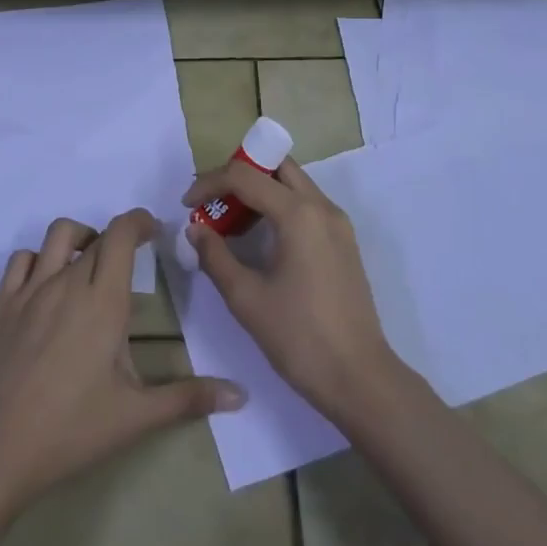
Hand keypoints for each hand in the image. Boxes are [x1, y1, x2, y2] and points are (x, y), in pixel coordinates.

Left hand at [0, 210, 244, 510]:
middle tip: (131, 260)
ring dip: (79, 238)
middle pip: (96, 235)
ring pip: (57, 236)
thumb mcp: (136, 416)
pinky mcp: (2, 304)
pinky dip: (39, 259)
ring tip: (89, 263)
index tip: (154, 232)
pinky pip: (21, 260)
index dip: (140, 221)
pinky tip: (46, 284)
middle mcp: (69, 281)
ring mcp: (31, 290)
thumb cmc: (71, 430)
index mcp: (104, 299)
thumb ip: (189, 398)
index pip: (123, 233)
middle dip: (118, 238)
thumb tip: (241, 395)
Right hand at [182, 159, 403, 419]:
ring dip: (260, 189)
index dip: (210, 183)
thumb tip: (195, 229)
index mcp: (299, 213)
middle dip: (239, 175)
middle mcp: (322, 206)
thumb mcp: (246, 299)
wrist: (360, 379)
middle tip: (213, 202)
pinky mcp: (344, 241)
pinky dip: (280, 206)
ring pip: (293, 183)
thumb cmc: (300, 338)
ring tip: (231, 221)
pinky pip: (306, 205)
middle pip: (275, 166)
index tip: (187, 205)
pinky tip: (262, 239)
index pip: (245, 175)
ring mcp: (338, 223)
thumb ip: (215, 257)